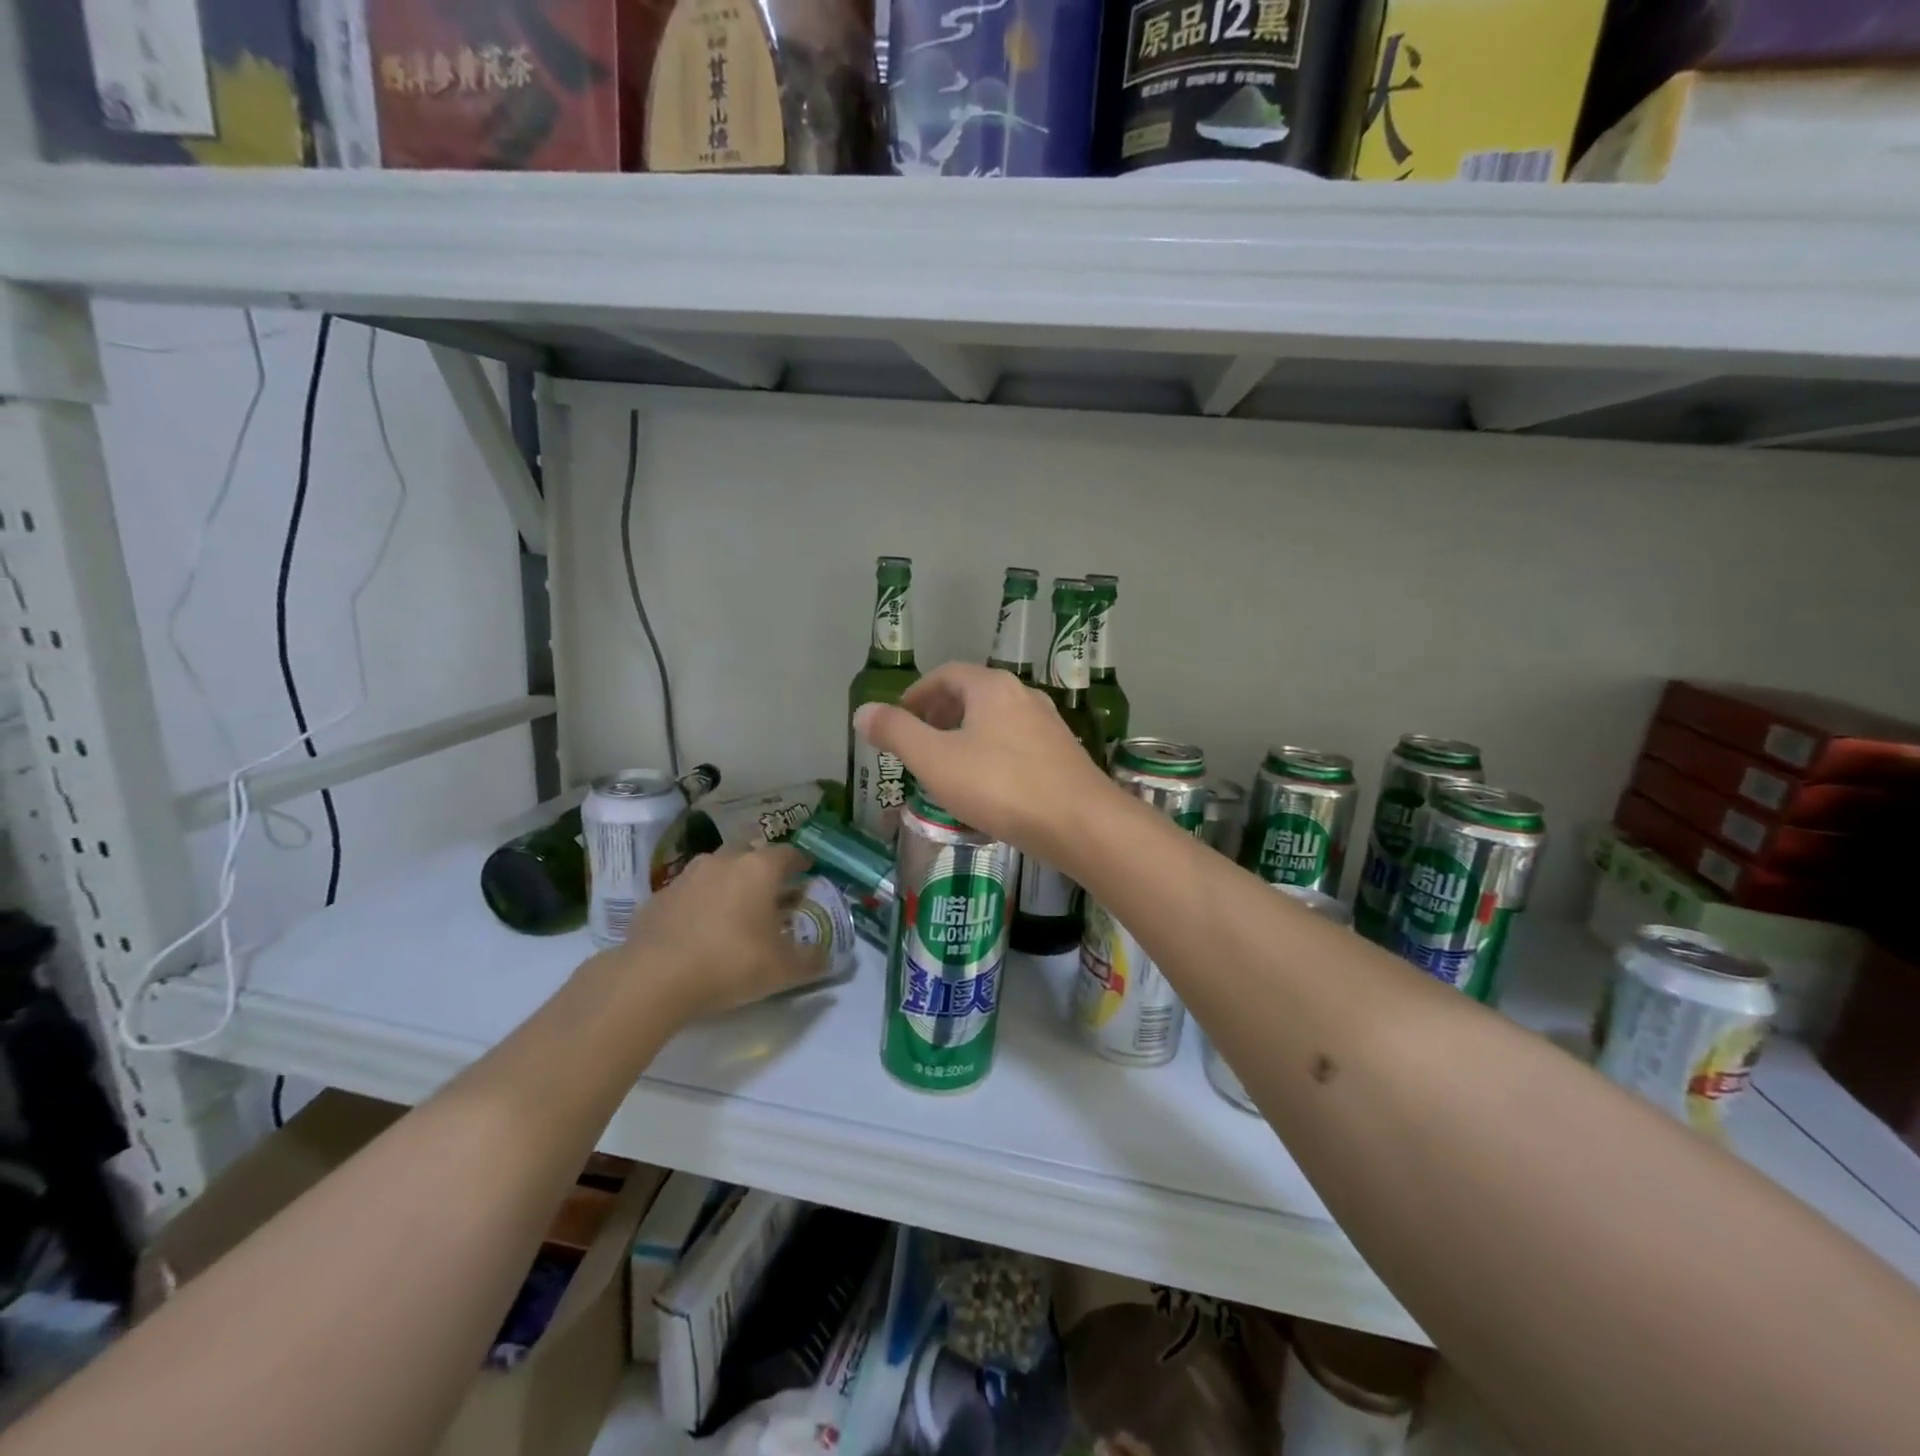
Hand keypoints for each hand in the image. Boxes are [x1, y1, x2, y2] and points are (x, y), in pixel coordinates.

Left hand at [601, 845, 825, 1020]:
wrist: (653, 979)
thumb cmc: (731, 963)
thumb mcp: (783, 970)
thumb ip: (811, 960)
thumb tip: (826, 956)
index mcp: (758, 869)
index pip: (788, 854)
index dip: (801, 863)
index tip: (808, 873)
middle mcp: (723, 861)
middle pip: (750, 855)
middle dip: (763, 871)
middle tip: (772, 894)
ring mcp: (686, 877)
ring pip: (716, 871)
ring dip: (728, 885)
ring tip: (735, 911)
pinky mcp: (657, 899)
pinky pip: (689, 894)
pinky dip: (699, 905)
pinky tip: (700, 931)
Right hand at [853, 662, 1115, 858]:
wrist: (1080, 824)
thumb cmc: (1001, 786)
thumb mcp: (936, 760)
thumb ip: (897, 733)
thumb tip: (863, 711)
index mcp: (992, 687)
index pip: (946, 674)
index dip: (917, 693)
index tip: (899, 719)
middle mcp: (1024, 696)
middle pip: (973, 695)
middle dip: (940, 715)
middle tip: (918, 743)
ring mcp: (1048, 726)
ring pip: (996, 722)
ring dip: (966, 737)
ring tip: (946, 768)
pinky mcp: (1063, 756)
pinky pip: (1016, 746)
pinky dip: (991, 756)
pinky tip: (986, 789)